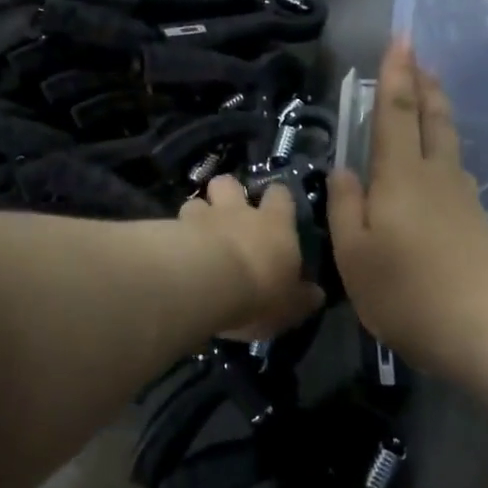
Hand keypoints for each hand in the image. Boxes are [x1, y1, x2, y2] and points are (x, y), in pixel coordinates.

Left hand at [177, 175, 323, 338]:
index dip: (277, 198)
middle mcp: (238, 211)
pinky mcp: (171, 229)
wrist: (207, 283)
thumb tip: (316, 294)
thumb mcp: (291, 305)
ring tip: (195, 235)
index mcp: (274, 224)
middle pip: (229, 183)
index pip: (280, 195)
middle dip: (227, 192)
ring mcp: (202, 217)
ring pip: (196, 201)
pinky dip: (173, 235)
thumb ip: (302, 297)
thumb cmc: (259, 291)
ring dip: (197, 215)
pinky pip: (171, 225)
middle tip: (228, 212)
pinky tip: (173, 251)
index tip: (276, 205)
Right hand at [329, 39, 487, 377]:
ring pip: (448, 142)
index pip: (397, 112)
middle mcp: (436, 177)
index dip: (397, 74)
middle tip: (420, 55)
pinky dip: (443, 147)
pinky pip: (454, 170)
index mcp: (401, 177)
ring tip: (431, 93)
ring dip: (437, 111)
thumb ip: (346, 209)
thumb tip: (344, 170)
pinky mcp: (479, 225)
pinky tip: (438, 163)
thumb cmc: (412, 294)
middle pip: (432, 119)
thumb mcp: (356, 257)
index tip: (401, 38)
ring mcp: (463, 200)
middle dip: (423, 84)